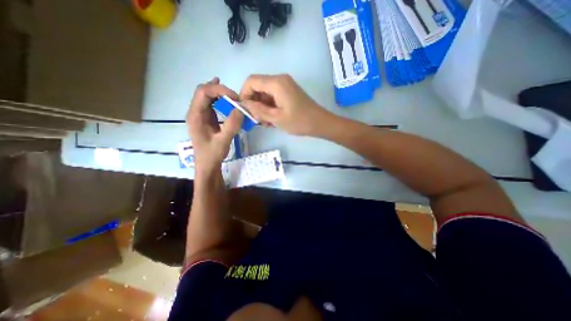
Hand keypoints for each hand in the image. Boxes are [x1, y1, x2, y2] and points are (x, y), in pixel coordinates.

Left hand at [186, 77, 241, 173]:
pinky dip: (219, 99)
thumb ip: (232, 125)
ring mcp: (200, 115)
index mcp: (195, 116)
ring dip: (220, 93)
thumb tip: (241, 109)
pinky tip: (226, 98)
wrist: (207, 165)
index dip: (220, 90)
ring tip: (233, 96)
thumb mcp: (223, 141)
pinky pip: (211, 103)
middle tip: (236, 97)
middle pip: (204, 91)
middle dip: (220, 90)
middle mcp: (195, 112)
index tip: (235, 98)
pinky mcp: (206, 118)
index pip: (203, 92)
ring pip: (207, 96)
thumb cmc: (212, 154)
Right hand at [239, 74, 329, 134]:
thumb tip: (244, 104)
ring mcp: (285, 86)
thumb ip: (258, 110)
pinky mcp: (289, 92)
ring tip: (267, 123)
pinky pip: (273, 97)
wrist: (320, 123)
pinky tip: (273, 120)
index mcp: (276, 83)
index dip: (244, 94)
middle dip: (254, 103)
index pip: (251, 81)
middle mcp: (280, 80)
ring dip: (262, 107)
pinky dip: (270, 107)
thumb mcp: (276, 118)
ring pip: (265, 93)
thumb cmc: (299, 121)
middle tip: (258, 120)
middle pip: (258, 87)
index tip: (245, 110)